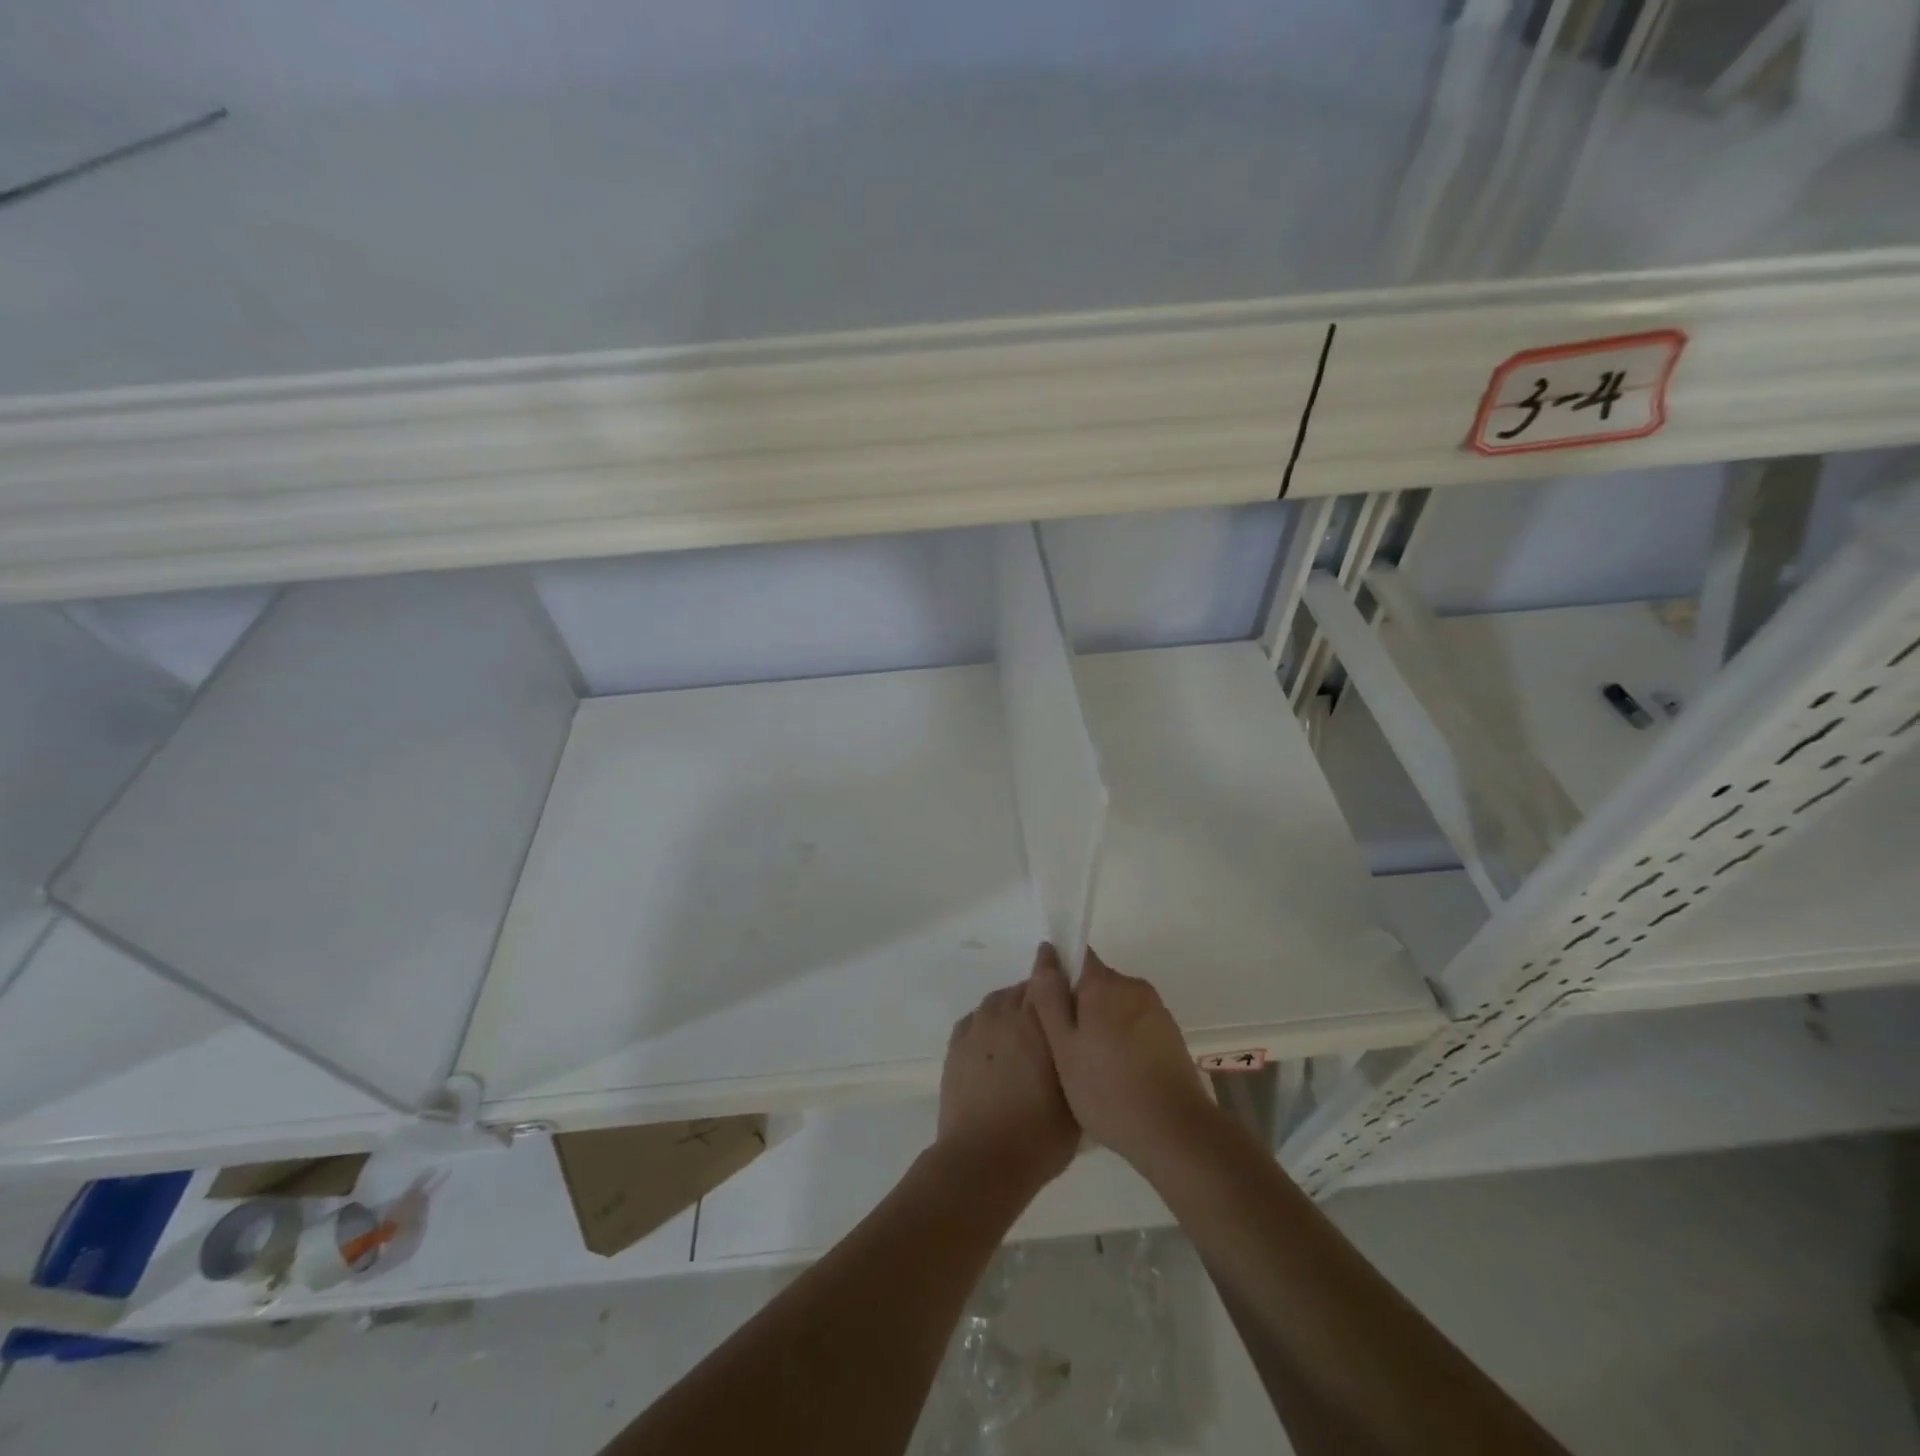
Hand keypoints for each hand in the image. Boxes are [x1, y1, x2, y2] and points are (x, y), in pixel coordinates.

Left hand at [935, 981, 1079, 1198]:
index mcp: (1037, 1021)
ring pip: (998, 1002)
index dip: (1056, 971)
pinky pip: (976, 1020)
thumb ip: (1076, 1056)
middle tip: (1048, 1025)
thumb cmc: (1040, 1135)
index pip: (1047, 977)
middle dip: (1037, 999)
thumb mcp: (1077, 1096)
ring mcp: (976, 1028)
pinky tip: (994, 1048)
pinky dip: (987, 1026)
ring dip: (1011, 1010)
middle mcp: (1004, 1014)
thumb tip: (1077, 1038)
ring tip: (1020, 1038)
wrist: (982, 1161)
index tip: (1065, 971)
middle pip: (1023, 990)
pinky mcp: (955, 1044)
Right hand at [1028, 943, 1216, 1167]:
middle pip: (1095, 982)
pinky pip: (1134, 1024)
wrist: (1176, 1133)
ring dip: (1099, 1025)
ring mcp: (1156, 1009)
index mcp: (1104, 984)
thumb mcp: (1064, 1047)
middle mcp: (1132, 986)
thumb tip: (1047, 951)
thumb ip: (1050, 997)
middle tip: (1065, 1050)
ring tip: (1090, 1068)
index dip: (1058, 977)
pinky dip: (1121, 1040)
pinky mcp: (1170, 1034)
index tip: (1050, 1012)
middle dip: (1078, 1007)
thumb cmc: (1108, 1090)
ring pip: (1114, 1005)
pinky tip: (1116, 1075)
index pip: (1076, 956)